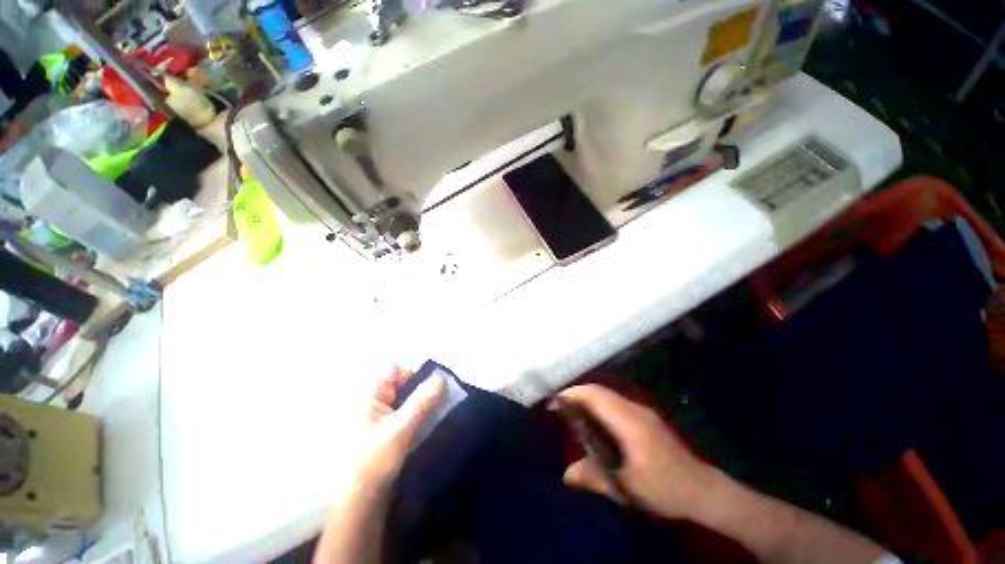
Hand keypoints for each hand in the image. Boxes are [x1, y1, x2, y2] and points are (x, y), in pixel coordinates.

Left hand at [355, 366, 444, 485]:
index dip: (418, 368)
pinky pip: (408, 412)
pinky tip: (436, 416)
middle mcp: (374, 401)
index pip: (396, 369)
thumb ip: (422, 401)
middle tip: (447, 389)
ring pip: (408, 398)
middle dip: (425, 384)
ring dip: (426, 398)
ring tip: (445, 401)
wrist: (360, 503)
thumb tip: (441, 377)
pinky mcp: (389, 430)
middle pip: (404, 382)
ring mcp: (381, 416)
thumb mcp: (400, 429)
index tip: (439, 375)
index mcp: (369, 395)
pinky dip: (422, 411)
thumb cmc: (373, 462)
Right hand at [557, 384, 715, 519]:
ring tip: (573, 414)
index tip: (554, 402)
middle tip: (559, 408)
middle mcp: (634, 409)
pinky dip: (600, 406)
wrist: (704, 490)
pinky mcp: (646, 418)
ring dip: (588, 399)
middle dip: (577, 394)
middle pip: (599, 391)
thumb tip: (566, 475)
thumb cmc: (664, 488)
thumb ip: (594, 477)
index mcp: (628, 421)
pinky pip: (616, 403)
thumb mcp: (626, 488)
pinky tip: (596, 423)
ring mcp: (642, 412)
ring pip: (608, 395)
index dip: (572, 394)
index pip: (595, 395)